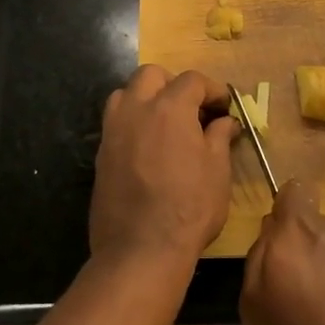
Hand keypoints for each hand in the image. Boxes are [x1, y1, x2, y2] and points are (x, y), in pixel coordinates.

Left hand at [90, 65, 236, 271]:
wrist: (140, 249)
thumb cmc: (189, 208)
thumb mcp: (217, 171)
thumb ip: (219, 138)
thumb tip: (224, 122)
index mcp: (169, 107)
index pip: (192, 80)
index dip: (212, 89)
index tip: (224, 106)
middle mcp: (136, 109)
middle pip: (151, 75)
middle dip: (173, 84)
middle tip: (192, 108)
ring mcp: (113, 130)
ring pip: (125, 93)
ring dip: (146, 98)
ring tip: (165, 123)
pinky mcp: (101, 153)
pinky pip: (116, 122)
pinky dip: (133, 122)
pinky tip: (148, 147)